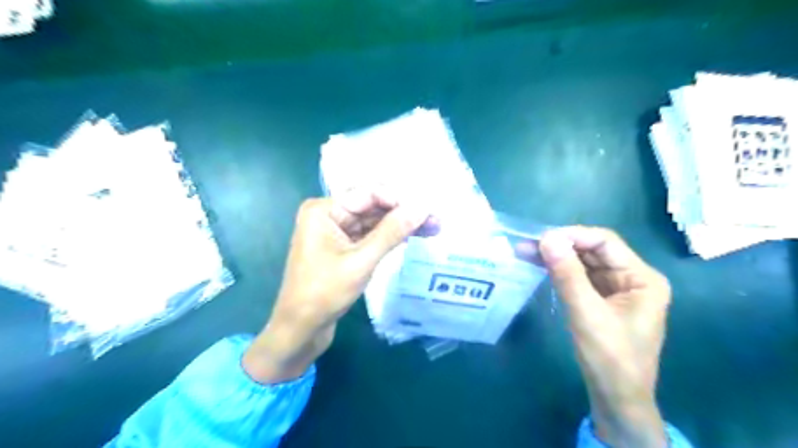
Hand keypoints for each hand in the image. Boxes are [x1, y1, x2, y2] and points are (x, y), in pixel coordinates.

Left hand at [243, 190, 429, 382]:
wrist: (301, 329)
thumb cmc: (324, 293)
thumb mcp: (361, 261)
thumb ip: (392, 232)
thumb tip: (422, 207)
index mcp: (324, 210)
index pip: (369, 193)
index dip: (400, 200)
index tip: (427, 211)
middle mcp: (329, 214)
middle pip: (373, 206)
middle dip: (404, 214)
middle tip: (436, 221)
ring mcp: (336, 231)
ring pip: (374, 221)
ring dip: (401, 225)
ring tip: (433, 229)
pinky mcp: (343, 246)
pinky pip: (369, 235)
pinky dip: (390, 237)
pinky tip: (413, 236)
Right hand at [536, 227, 671, 447]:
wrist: (616, 399)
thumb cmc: (610, 358)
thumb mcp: (587, 314)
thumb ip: (567, 274)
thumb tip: (547, 238)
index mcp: (642, 278)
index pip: (605, 242)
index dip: (573, 236)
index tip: (541, 239)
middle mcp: (632, 278)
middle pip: (593, 251)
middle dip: (560, 246)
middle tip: (527, 245)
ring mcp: (616, 289)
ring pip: (583, 263)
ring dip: (556, 258)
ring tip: (525, 252)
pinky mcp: (601, 300)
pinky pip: (579, 278)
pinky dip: (559, 271)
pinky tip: (539, 266)